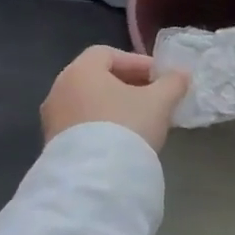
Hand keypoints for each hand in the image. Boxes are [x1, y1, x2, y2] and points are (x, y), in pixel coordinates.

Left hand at [41, 46, 190, 151]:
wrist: (94, 181)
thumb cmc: (126, 127)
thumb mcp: (159, 102)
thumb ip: (172, 83)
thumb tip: (182, 74)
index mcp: (80, 71)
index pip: (108, 53)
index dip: (137, 62)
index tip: (159, 77)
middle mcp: (60, 89)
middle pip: (97, 78)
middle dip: (128, 85)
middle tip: (154, 97)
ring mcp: (52, 119)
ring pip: (89, 103)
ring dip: (114, 107)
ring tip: (141, 121)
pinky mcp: (52, 145)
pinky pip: (81, 125)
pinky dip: (101, 125)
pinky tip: (122, 141)